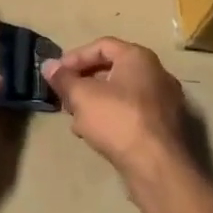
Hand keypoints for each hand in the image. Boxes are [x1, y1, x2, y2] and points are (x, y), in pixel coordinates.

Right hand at [44, 38, 191, 193]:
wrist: (157, 166)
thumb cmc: (117, 120)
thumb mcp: (82, 96)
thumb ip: (63, 79)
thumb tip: (48, 65)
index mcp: (139, 58)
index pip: (102, 46)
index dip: (75, 57)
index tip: (56, 74)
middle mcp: (156, 74)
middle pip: (112, 70)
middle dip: (83, 83)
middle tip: (64, 98)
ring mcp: (164, 101)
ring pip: (120, 94)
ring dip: (94, 103)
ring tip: (76, 120)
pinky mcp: (164, 126)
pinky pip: (132, 113)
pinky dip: (111, 117)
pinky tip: (95, 135)